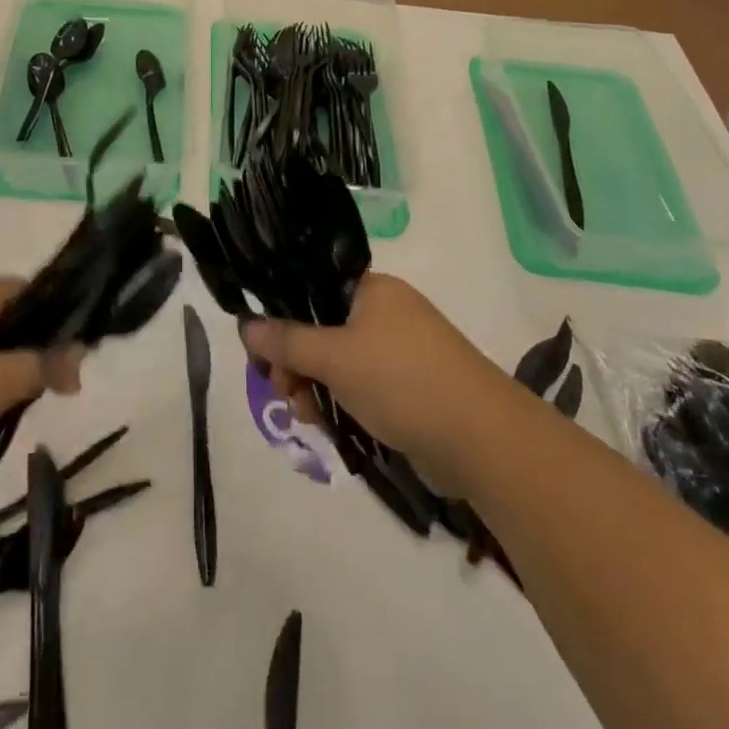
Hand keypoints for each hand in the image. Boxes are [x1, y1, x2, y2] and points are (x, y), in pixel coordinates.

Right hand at [242, 273, 511, 495]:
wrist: (483, 439)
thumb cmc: (402, 381)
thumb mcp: (336, 357)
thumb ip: (287, 341)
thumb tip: (246, 326)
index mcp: (371, 290)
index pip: (311, 289)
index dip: (282, 318)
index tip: (264, 354)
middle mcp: (384, 312)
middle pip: (321, 328)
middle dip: (296, 362)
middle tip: (284, 392)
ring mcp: (399, 350)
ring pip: (337, 361)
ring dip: (314, 387)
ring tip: (309, 418)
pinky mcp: (408, 386)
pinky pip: (360, 384)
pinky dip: (341, 402)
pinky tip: (330, 426)